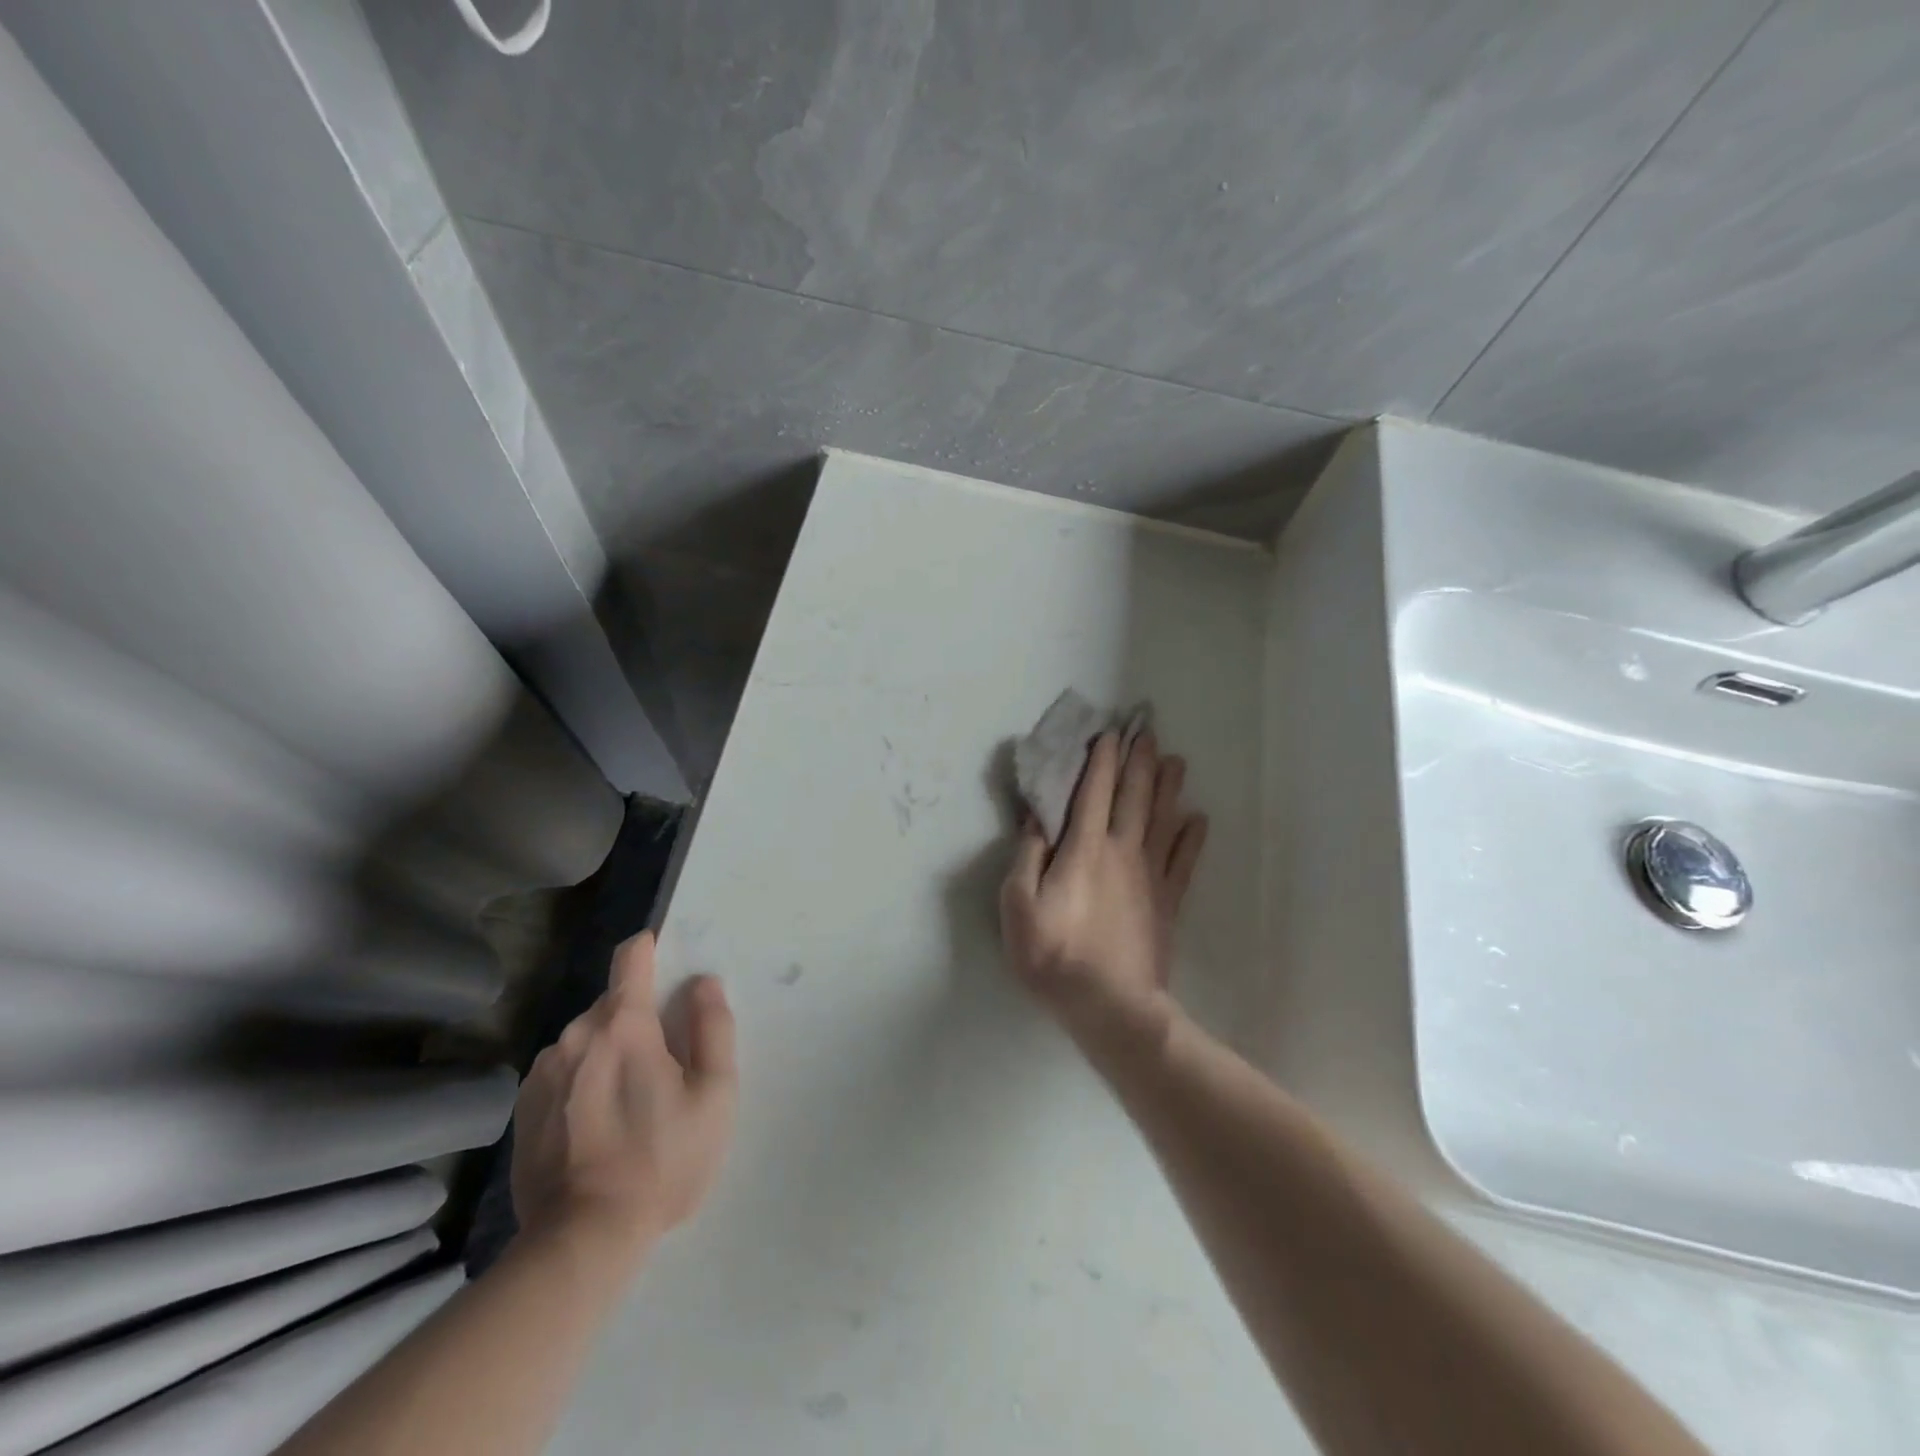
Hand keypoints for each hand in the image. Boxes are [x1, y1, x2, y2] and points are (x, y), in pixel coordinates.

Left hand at [510, 932, 736, 1265]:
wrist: (582, 1240)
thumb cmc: (661, 1160)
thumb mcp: (714, 1094)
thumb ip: (713, 1027)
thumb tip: (703, 982)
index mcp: (623, 1024)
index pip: (631, 957)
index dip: (651, 949)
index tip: (667, 960)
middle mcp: (575, 1035)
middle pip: (612, 1003)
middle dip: (638, 1018)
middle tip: (663, 1064)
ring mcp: (542, 1072)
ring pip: (586, 1038)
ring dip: (609, 1050)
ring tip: (629, 1101)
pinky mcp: (523, 1107)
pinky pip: (563, 1071)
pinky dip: (583, 1079)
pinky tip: (596, 1124)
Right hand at [1000, 730, 1206, 1047]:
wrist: (1109, 1007)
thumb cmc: (1054, 955)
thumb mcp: (1019, 906)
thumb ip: (1028, 856)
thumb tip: (1037, 818)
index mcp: (1084, 849)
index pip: (1092, 792)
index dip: (1100, 761)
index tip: (1107, 733)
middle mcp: (1121, 851)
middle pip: (1133, 796)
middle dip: (1138, 761)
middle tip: (1147, 730)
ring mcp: (1149, 876)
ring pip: (1162, 820)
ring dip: (1168, 787)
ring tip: (1175, 760)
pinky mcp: (1167, 902)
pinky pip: (1183, 861)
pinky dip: (1191, 837)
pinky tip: (1198, 818)